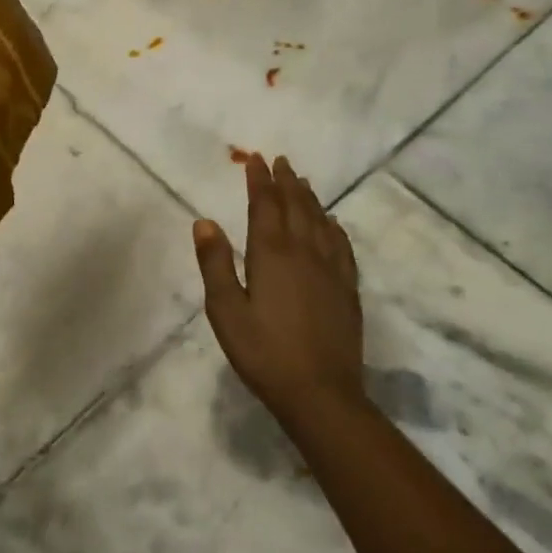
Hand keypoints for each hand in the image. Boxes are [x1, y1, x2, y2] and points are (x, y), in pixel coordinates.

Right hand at [194, 154, 362, 424]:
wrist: (321, 394)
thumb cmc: (264, 352)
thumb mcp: (225, 311)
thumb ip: (215, 264)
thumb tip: (204, 221)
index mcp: (271, 253)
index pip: (264, 204)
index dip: (259, 180)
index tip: (254, 158)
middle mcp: (304, 252)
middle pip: (295, 206)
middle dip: (285, 181)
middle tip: (279, 160)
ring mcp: (330, 270)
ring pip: (320, 221)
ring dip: (309, 198)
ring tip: (302, 181)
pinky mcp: (347, 289)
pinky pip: (342, 246)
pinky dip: (334, 227)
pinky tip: (333, 223)